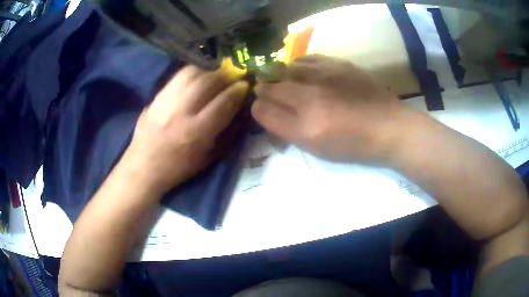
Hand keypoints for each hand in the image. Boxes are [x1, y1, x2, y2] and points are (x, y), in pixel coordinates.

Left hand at [122, 66, 248, 193]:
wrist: (143, 167)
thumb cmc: (178, 168)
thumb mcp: (208, 158)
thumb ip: (225, 132)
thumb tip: (238, 110)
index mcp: (196, 132)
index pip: (223, 103)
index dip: (238, 91)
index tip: (245, 86)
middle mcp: (181, 112)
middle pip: (208, 82)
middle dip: (226, 76)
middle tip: (233, 78)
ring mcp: (165, 101)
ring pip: (192, 73)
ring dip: (209, 72)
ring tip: (215, 77)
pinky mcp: (156, 97)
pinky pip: (177, 76)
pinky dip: (193, 73)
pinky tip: (197, 79)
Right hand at [252, 55, 407, 163]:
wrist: (388, 127)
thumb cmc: (354, 146)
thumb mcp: (318, 150)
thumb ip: (291, 132)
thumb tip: (272, 115)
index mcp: (304, 129)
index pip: (263, 112)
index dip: (258, 109)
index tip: (261, 108)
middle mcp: (309, 100)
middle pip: (270, 88)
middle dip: (264, 91)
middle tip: (267, 92)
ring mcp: (324, 78)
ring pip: (285, 69)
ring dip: (281, 76)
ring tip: (287, 81)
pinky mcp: (337, 64)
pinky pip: (306, 59)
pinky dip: (299, 65)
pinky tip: (303, 71)